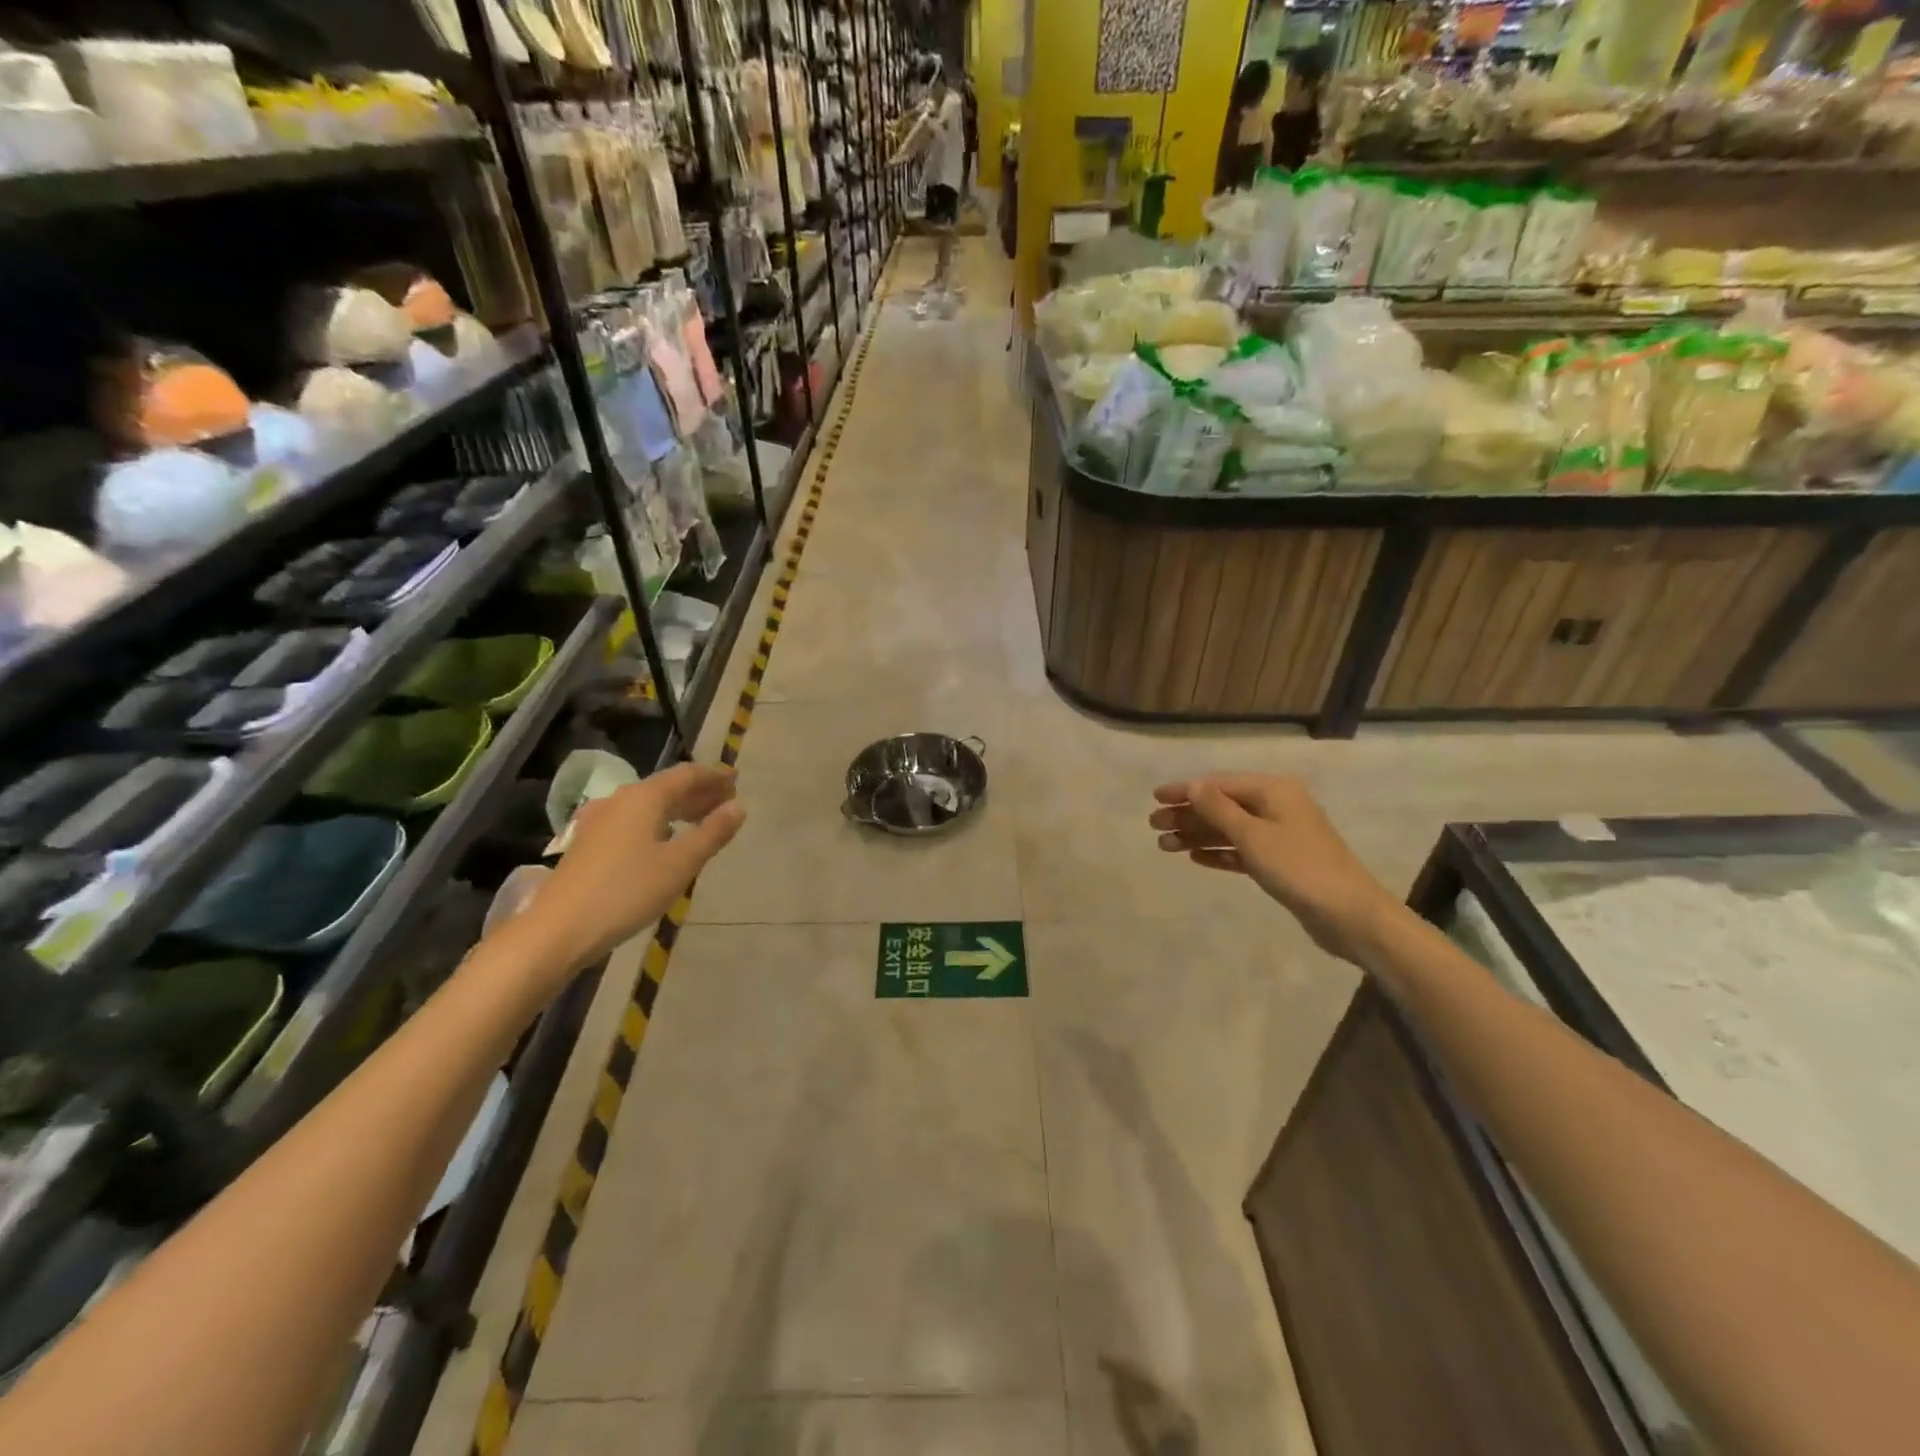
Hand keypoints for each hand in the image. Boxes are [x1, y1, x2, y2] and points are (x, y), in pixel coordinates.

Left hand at [522, 763, 744, 976]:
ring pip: (648, 805)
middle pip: (666, 787)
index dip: (714, 776)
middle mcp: (620, 800)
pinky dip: (658, 822)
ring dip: (678, 808)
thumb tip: (738, 806)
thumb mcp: (680, 864)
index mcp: (644, 797)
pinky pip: (633, 820)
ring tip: (702, 820)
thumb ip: (712, 833)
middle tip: (726, 801)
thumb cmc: (626, 892)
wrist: (557, 930)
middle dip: (698, 792)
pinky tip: (664, 840)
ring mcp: (599, 821)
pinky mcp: (588, 843)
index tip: (737, 781)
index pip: (687, 775)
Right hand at [1149, 774, 1399, 963]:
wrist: (1350, 915)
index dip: (1185, 790)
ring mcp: (1281, 835)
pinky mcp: (1282, 862)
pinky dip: (1219, 852)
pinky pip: (1242, 850)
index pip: (1219, 784)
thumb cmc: (1299, 868)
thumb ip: (1219, 809)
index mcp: (1274, 791)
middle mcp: (1277, 806)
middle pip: (1223, 806)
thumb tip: (1194, 784)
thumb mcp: (1253, 836)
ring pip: (1230, 829)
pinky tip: (1195, 858)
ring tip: (1165, 846)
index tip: (1154, 799)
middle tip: (1154, 827)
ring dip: (1198, 835)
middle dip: (1187, 815)